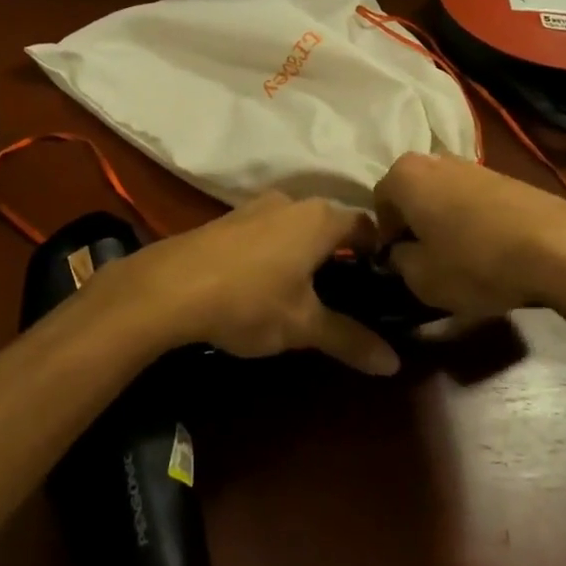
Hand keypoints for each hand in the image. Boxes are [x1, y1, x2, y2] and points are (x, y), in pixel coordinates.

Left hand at [108, 193, 401, 375]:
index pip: (367, 226)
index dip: (381, 254)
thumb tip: (394, 363)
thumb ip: (350, 339)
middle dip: (344, 257)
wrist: (171, 285)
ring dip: (309, 254)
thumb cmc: (250, 300)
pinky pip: (271, 231)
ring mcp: (259, 206)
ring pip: (299, 227)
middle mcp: (294, 201)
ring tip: (311, 295)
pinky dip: (281, 252)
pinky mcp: (232, 218)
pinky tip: (269, 285)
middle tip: (352, 297)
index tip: (386, 287)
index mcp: (320, 217)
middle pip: (333, 224)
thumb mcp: (303, 325)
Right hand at [374, 153, 565, 322]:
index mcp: (405, 175)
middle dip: (415, 224)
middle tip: (428, 260)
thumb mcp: (422, 279)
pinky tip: (490, 250)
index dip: (386, 237)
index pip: (378, 203)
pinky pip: (472, 199)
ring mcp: (472, 164)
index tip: (400, 264)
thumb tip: (400, 254)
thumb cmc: (476, 262)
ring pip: (442, 195)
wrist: (557, 248)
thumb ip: (399, 263)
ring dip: (444, 222)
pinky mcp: (504, 176)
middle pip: (411, 194)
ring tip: (462, 258)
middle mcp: (433, 159)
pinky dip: (473, 221)